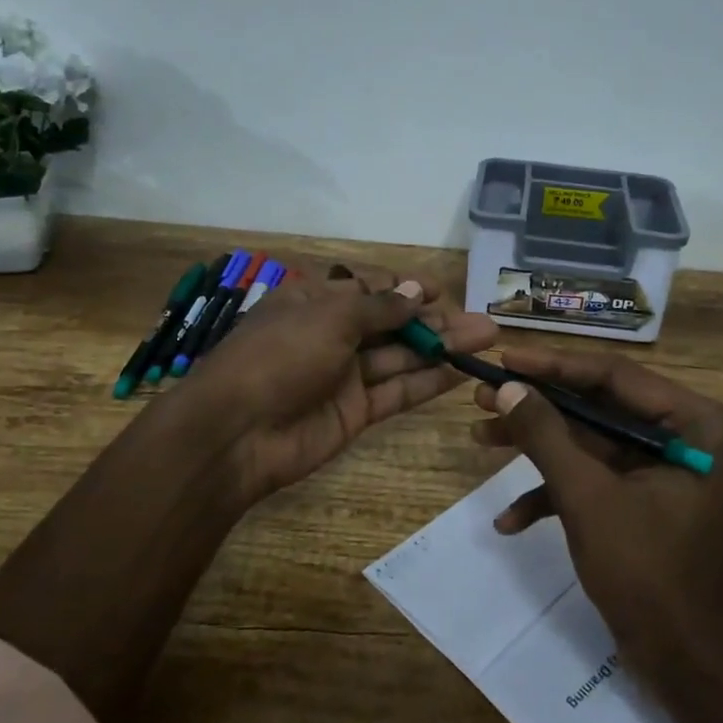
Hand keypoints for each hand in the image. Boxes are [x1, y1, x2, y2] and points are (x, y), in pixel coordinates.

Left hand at [167, 263, 497, 509]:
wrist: (236, 434)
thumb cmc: (278, 357)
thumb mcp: (328, 318)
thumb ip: (377, 308)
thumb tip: (414, 293)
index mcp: (315, 301)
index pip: (368, 288)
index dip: (405, 288)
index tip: (441, 292)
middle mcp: (332, 335)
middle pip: (391, 323)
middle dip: (434, 321)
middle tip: (482, 322)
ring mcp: (344, 376)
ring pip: (400, 357)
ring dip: (441, 349)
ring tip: (485, 341)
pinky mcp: (355, 412)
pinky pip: (396, 392)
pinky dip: (426, 382)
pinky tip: (460, 372)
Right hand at [470, 346, 722, 722]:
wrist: (697, 670)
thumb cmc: (651, 575)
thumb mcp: (589, 499)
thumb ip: (546, 437)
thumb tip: (506, 387)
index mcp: (691, 423)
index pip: (611, 375)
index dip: (551, 367)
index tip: (502, 360)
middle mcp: (683, 437)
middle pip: (596, 407)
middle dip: (537, 409)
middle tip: (481, 399)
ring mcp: (663, 473)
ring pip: (589, 444)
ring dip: (537, 449)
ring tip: (479, 439)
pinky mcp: (646, 505)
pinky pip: (597, 483)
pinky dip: (555, 495)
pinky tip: (510, 520)